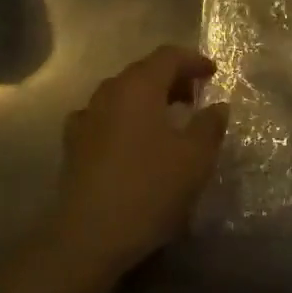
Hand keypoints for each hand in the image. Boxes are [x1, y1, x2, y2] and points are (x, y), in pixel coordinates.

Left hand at [49, 45, 227, 284]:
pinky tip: (132, 140)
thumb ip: (210, 125)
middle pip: (143, 72)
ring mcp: (86, 117)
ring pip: (123, 94)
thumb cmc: (149, 188)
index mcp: (139, 86)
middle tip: (195, 96)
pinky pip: (104, 117)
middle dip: (172, 78)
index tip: (213, 73)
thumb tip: (218, 106)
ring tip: (169, 119)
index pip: (168, 56)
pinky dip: (124, 119)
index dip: (193, 60)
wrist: (89, 236)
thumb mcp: (195, 158)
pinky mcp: (74, 144)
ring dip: (148, 99)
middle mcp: (109, 92)